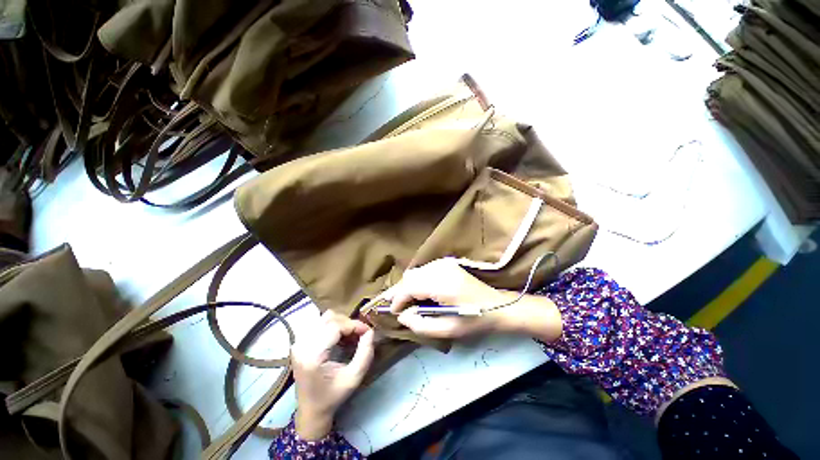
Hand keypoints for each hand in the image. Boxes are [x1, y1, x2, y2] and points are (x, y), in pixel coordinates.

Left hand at [291, 311, 374, 439]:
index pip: (335, 326)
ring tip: (350, 336)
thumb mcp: (354, 378)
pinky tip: (340, 338)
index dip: (354, 325)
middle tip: (360, 335)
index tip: (367, 331)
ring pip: (325, 318)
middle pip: (330, 318)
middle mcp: (302, 345)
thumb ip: (365, 353)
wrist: (310, 411)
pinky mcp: (299, 342)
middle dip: (349, 324)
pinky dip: (333, 326)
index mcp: (312, 356)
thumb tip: (370, 331)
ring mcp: (298, 343)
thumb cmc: (332, 396)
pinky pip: (320, 323)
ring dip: (341, 323)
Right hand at [386, 259, 562, 341]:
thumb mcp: (448, 330)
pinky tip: (416, 291)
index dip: (398, 299)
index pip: (410, 286)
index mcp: (442, 284)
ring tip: (401, 300)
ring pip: (415, 272)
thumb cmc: (475, 320)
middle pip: (410, 276)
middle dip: (399, 291)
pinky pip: (424, 270)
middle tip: (390, 304)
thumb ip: (421, 325)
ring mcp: (444, 264)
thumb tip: (402, 316)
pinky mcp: (447, 264)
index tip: (392, 312)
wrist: (498, 306)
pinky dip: (416, 280)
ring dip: (407, 285)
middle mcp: (441, 268)